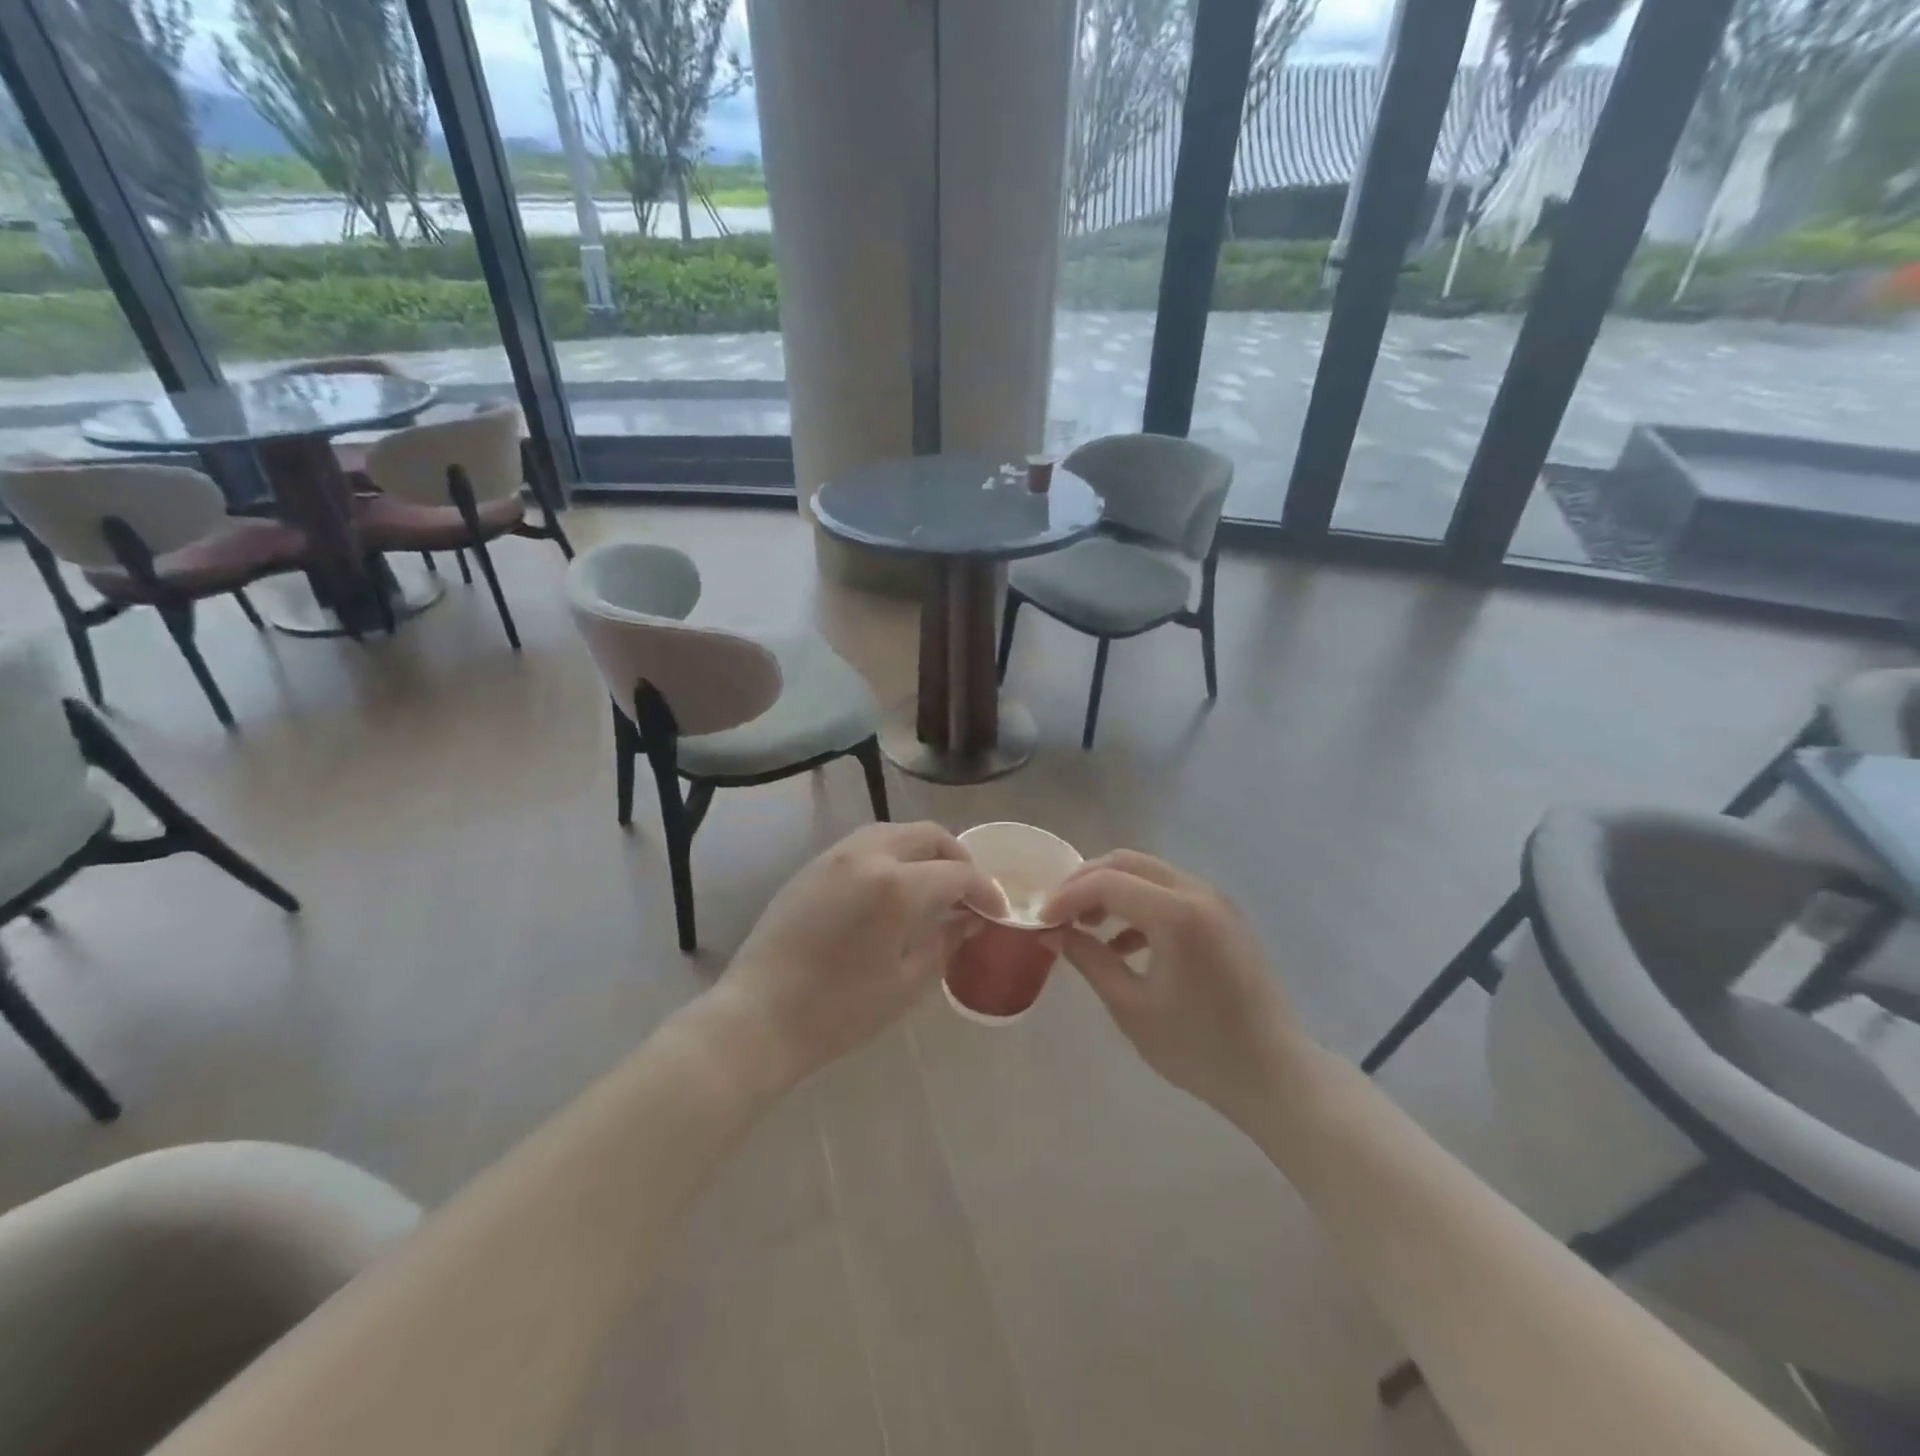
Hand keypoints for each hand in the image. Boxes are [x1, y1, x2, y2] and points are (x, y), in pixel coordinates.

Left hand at [713, 822, 1003, 1088]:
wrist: (759, 1016)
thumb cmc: (839, 1010)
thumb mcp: (905, 983)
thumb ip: (945, 941)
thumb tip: (971, 920)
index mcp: (896, 886)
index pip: (957, 874)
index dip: (985, 891)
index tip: (996, 913)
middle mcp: (868, 855)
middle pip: (928, 835)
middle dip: (957, 859)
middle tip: (968, 893)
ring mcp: (836, 855)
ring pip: (895, 832)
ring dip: (923, 850)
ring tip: (933, 886)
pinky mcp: (813, 864)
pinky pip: (865, 843)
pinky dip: (892, 853)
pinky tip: (893, 887)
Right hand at [1041, 850, 1304, 1127]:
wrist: (1275, 1075)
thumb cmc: (1199, 1048)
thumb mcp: (1131, 1007)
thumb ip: (1089, 959)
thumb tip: (1054, 932)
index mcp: (1177, 914)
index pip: (1106, 882)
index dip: (1067, 896)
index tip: (1041, 919)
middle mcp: (1198, 893)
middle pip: (1128, 863)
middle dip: (1086, 882)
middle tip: (1058, 912)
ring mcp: (1216, 902)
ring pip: (1149, 874)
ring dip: (1112, 891)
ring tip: (1085, 927)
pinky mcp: (1224, 917)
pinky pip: (1170, 894)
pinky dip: (1139, 906)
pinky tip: (1122, 944)